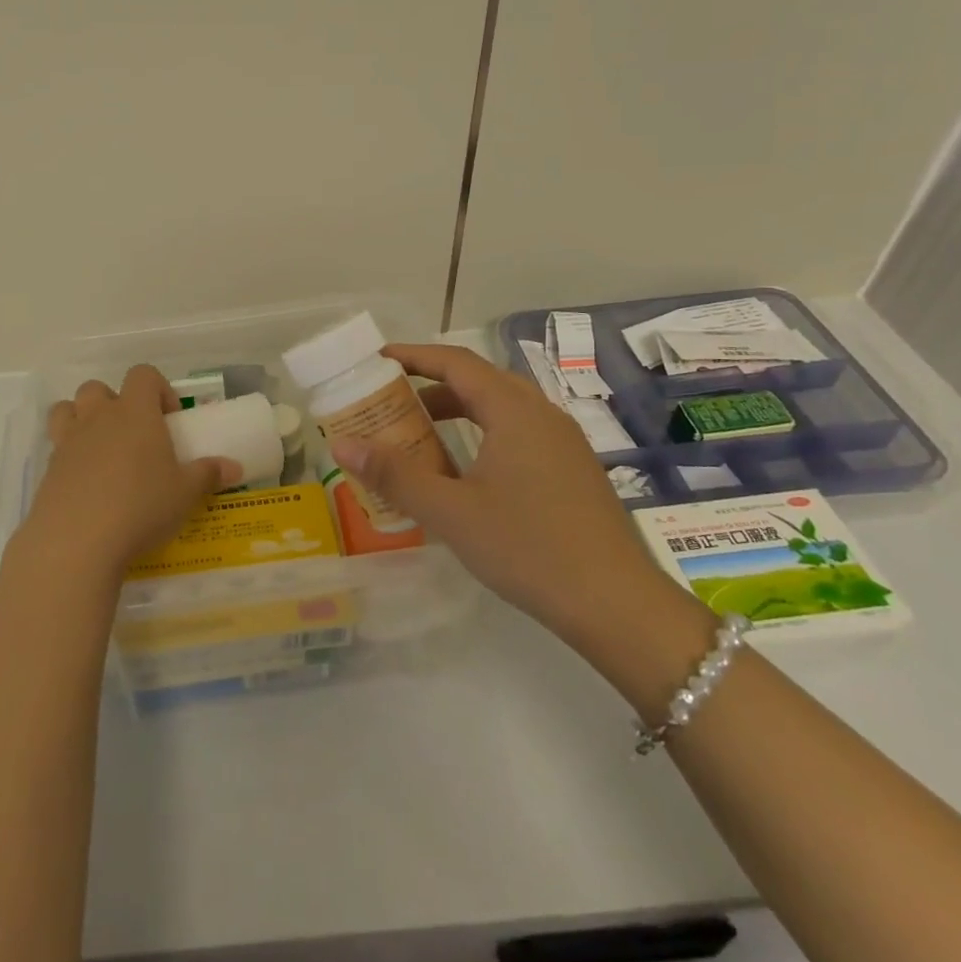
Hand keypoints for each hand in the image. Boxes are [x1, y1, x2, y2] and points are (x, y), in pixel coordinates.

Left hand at [17, 365, 241, 580]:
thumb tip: (234, 467)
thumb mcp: (185, 494)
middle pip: (97, 388)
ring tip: (100, 449)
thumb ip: (208, 475)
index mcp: (135, 412)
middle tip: (132, 434)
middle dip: (114, 402)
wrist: (76, 541)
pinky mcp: (47, 471)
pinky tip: (86, 487)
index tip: (169, 418)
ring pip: (66, 410)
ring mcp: (68, 442)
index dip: (158, 388)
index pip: (143, 374)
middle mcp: (98, 418)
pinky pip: (56, 449)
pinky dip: (69, 458)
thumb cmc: (140, 506)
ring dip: (81, 419)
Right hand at [329, 343, 676, 654]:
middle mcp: (542, 413)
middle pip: (479, 380)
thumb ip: (395, 474)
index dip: (413, 355)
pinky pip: (518, 432)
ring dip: (458, 410)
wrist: (619, 606)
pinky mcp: (573, 469)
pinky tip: (466, 469)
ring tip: (419, 433)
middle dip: (431, 384)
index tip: (376, 360)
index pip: (455, 362)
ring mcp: (563, 441)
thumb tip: (342, 444)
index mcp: (514, 410)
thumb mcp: (452, 512)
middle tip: (391, 399)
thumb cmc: (529, 549)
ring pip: (501, 408)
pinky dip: (482, 433)